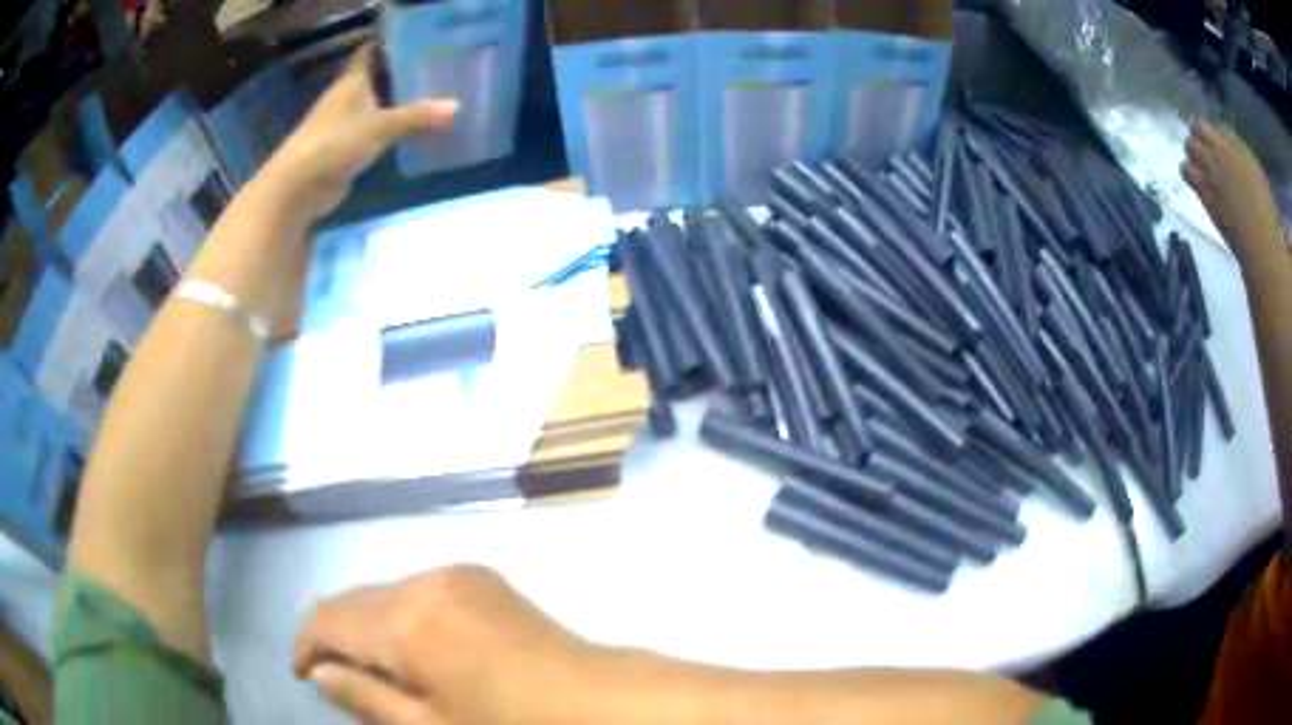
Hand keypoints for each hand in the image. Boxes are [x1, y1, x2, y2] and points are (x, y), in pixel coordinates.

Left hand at [261, 45, 458, 221]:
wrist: (298, 187)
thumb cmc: (335, 143)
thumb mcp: (380, 127)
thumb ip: (417, 116)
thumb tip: (457, 107)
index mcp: (352, 80)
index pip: (371, 51)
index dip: (392, 43)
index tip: (420, 41)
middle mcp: (346, 96)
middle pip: (376, 77)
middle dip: (402, 73)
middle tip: (438, 69)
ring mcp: (342, 123)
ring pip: (375, 105)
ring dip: (397, 103)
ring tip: (433, 97)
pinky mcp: (343, 148)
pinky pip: (372, 131)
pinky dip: (389, 130)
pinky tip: (412, 130)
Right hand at [293, 566, 620, 724]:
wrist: (596, 700)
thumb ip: (365, 698)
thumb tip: (318, 671)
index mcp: (404, 619)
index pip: (326, 617)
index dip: (305, 644)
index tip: (302, 674)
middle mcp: (422, 581)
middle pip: (354, 601)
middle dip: (336, 637)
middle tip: (339, 679)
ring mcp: (456, 573)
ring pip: (385, 594)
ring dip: (370, 627)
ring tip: (380, 670)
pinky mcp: (480, 577)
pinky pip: (419, 591)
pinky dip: (403, 617)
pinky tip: (419, 650)